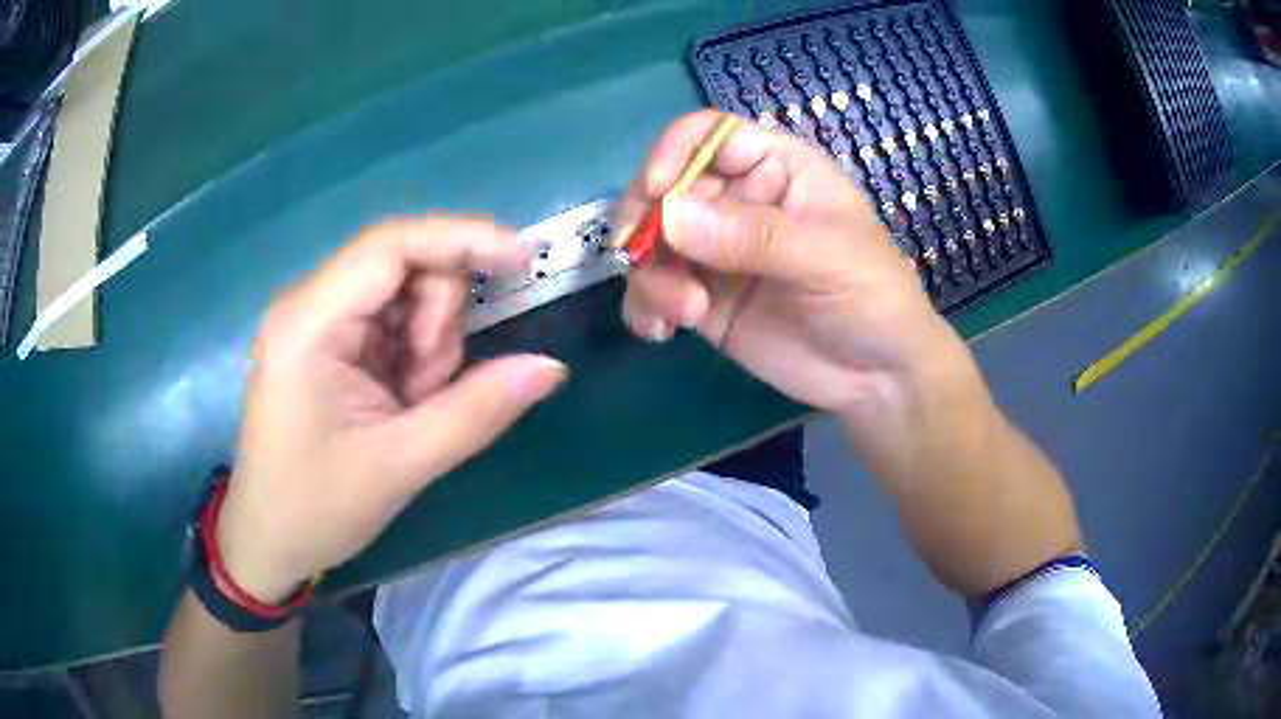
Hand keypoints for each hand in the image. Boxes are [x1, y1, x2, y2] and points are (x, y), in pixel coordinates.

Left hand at [216, 216, 567, 601]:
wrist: (268, 541)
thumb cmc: (315, 509)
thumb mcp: (399, 465)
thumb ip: (477, 412)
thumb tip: (552, 368)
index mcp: (309, 323)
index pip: (391, 245)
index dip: (463, 239)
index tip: (525, 260)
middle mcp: (309, 305)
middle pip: (403, 265)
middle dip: (438, 319)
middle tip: (429, 387)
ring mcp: (319, 321)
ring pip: (405, 293)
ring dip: (429, 342)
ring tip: (410, 405)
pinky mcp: (331, 342)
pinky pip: (394, 321)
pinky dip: (415, 355)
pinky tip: (402, 400)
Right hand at [620, 111, 978, 474]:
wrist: (878, 378)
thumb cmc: (872, 297)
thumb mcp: (826, 257)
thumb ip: (754, 235)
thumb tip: (670, 216)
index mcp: (775, 169)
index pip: (710, 136)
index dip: (673, 152)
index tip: (655, 192)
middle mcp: (738, 201)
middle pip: (666, 187)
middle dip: (647, 222)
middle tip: (639, 259)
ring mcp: (717, 252)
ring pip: (653, 241)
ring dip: (649, 274)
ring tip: (681, 314)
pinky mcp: (704, 298)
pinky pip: (656, 289)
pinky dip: (645, 305)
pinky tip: (660, 331)